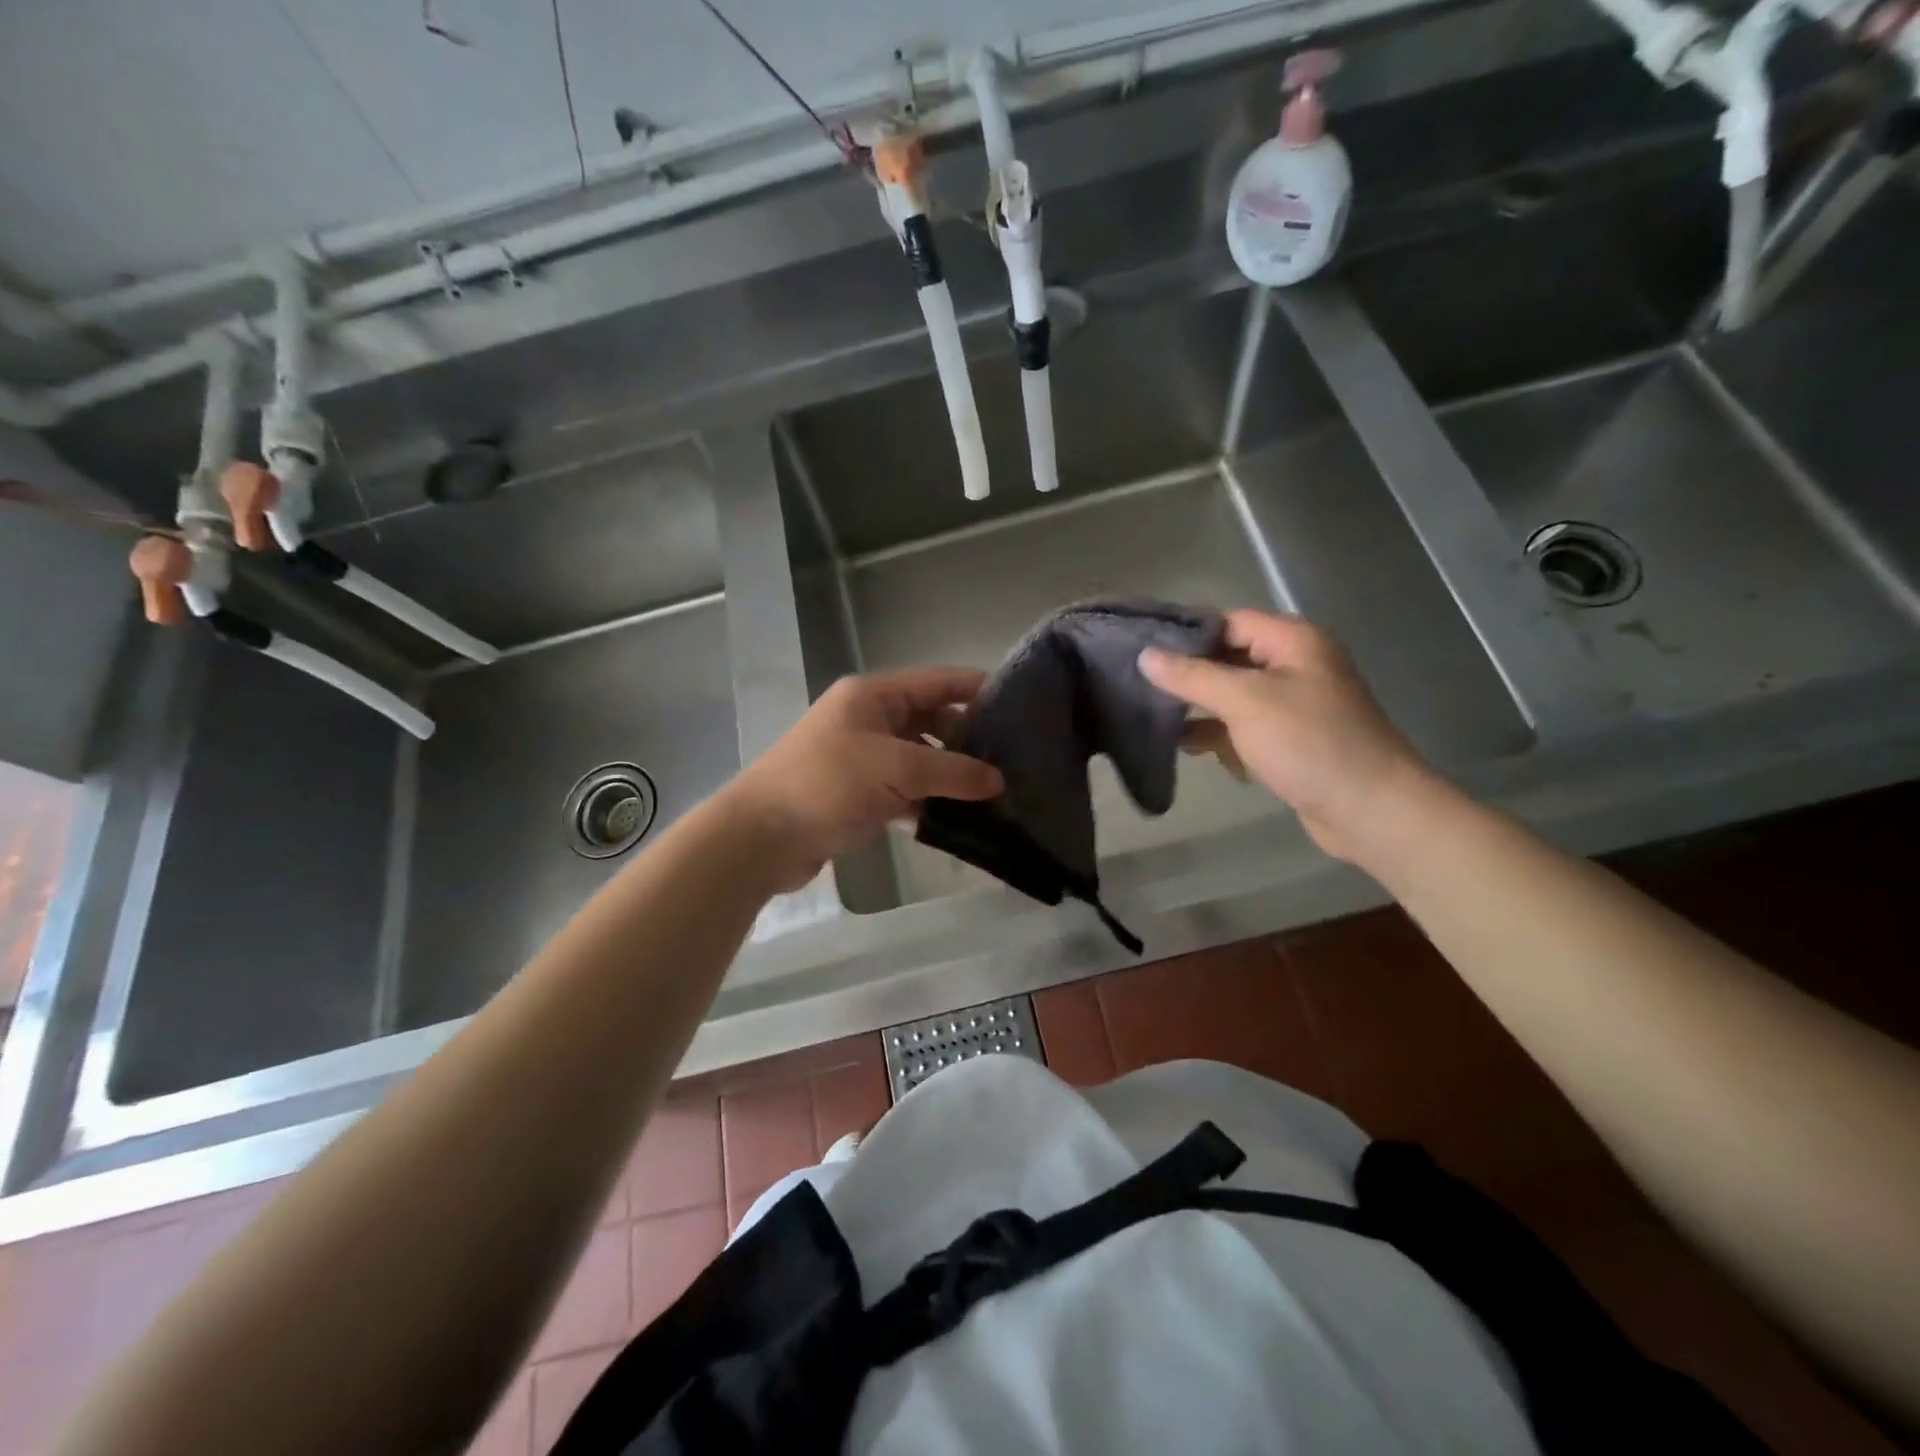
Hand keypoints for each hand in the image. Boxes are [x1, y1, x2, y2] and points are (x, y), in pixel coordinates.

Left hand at [720, 668, 1003, 892]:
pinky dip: (929, 802)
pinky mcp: (859, 794)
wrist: (761, 837)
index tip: (1020, 707)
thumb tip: (998, 780)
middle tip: (1014, 762)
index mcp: (874, 696)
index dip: (978, 689)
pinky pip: (906, 791)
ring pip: (921, 760)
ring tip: (996, 794)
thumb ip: (951, 771)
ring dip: (951, 776)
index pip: (938, 682)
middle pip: (932, 721)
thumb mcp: (895, 769)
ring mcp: (864, 758)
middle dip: (969, 740)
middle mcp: (870, 719)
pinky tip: (959, 820)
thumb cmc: (826, 784)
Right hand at [1139, 610, 1436, 863]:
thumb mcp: (1245, 702)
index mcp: (1293, 641)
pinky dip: (1218, 733)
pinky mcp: (1290, 739)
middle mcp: (1294, 664)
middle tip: (1136, 682)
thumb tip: (1146, 656)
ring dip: (1198, 706)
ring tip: (1151, 715)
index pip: (1228, 621)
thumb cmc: (1309, 743)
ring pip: (1233, 695)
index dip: (1185, 632)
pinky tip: (1185, 746)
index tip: (1139, 646)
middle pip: (1229, 657)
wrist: (1370, 809)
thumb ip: (1193, 676)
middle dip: (1187, 672)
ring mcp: (1294, 704)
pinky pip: (1245, 726)